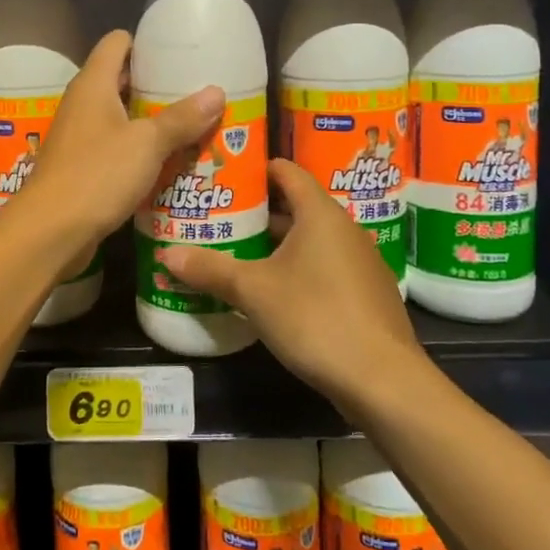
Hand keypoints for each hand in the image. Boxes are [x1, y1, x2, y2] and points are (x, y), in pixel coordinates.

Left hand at [16, 30, 223, 250]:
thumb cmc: (97, 174)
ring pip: (120, 116)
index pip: (117, 42)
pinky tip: (167, 160)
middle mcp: (82, 103)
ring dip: (150, 120)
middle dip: (157, 84)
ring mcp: (79, 136)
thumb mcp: (147, 144)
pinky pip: (115, 146)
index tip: (180, 52)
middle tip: (196, 90)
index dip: (146, 42)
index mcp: (93, 84)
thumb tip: (217, 92)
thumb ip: (181, 118)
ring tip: (191, 124)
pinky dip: (139, 148)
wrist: (49, 231)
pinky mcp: (80, 166)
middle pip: (121, 79)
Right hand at [159, 159, 422, 409]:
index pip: (287, 171)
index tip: (224, 173)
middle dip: (258, 210)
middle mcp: (344, 229)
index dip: (256, 168)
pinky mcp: (365, 293)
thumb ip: (210, 269)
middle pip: (297, 205)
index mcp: (320, 213)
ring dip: (276, 242)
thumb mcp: (254, 292)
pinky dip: (297, 267)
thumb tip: (165, 255)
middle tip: (219, 215)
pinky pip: (324, 265)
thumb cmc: (316, 317)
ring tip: (236, 250)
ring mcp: (360, 262)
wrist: (383, 380)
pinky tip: (272, 289)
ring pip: (310, 239)